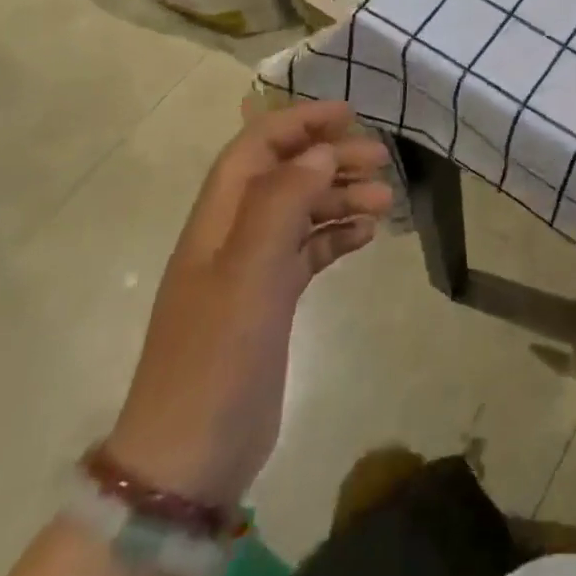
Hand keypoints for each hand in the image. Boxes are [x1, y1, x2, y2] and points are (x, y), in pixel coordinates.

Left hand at [103, 101, 392, 508]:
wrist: (189, 461)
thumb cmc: (216, 357)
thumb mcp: (249, 272)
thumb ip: (283, 203)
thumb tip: (319, 152)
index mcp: (218, 219)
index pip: (257, 146)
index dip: (299, 122)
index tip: (348, 114)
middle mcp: (233, 236)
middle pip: (286, 175)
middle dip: (332, 158)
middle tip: (382, 161)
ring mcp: (251, 271)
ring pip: (302, 212)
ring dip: (341, 197)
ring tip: (386, 201)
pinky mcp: (270, 303)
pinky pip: (309, 251)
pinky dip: (337, 236)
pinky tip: (366, 236)